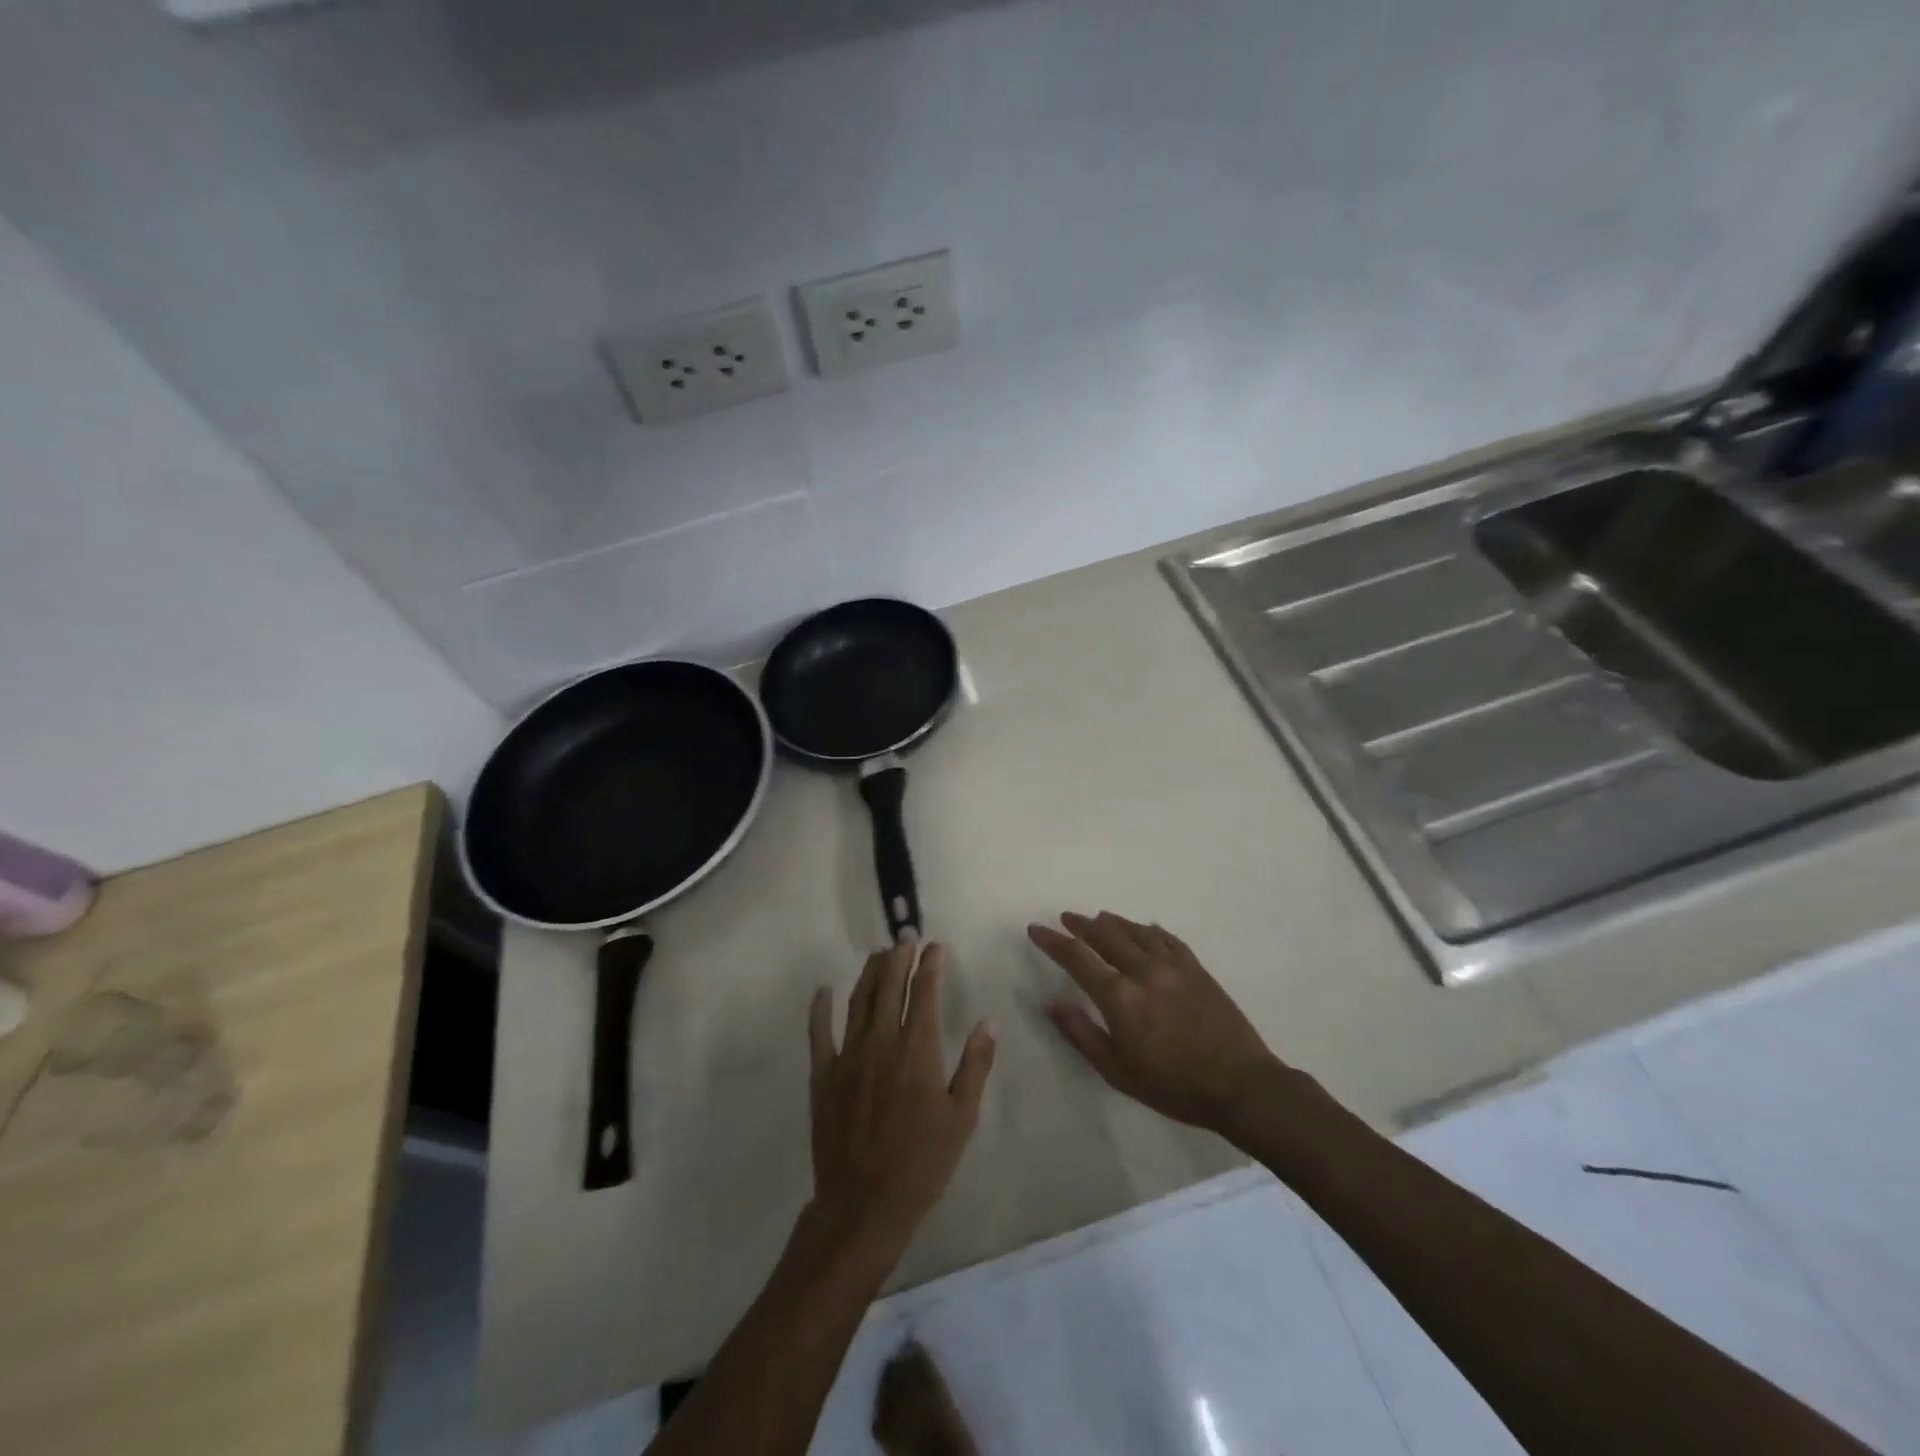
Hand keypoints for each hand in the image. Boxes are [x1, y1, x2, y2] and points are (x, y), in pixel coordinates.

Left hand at [807, 943, 995, 1269]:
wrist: (864, 1204)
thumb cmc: (922, 1162)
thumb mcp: (963, 1117)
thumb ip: (976, 1065)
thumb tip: (989, 1022)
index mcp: (918, 1049)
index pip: (925, 993)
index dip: (930, 965)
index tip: (935, 947)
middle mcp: (881, 1041)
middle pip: (889, 986)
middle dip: (899, 957)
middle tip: (906, 938)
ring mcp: (848, 1055)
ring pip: (858, 1000)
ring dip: (869, 973)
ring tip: (879, 954)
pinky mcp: (823, 1074)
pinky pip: (819, 1033)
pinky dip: (819, 1008)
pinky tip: (823, 991)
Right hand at [1030, 911, 1291, 1137]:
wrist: (1241, 1086)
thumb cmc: (1173, 1086)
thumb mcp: (1118, 1071)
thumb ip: (1082, 1034)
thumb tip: (1052, 1003)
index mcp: (1119, 997)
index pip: (1077, 957)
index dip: (1053, 941)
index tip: (1036, 929)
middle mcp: (1143, 971)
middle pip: (1105, 935)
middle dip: (1080, 925)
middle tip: (1066, 918)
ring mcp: (1173, 966)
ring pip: (1135, 931)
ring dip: (1112, 922)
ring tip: (1098, 918)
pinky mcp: (1196, 968)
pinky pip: (1167, 938)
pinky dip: (1148, 930)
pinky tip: (1144, 929)